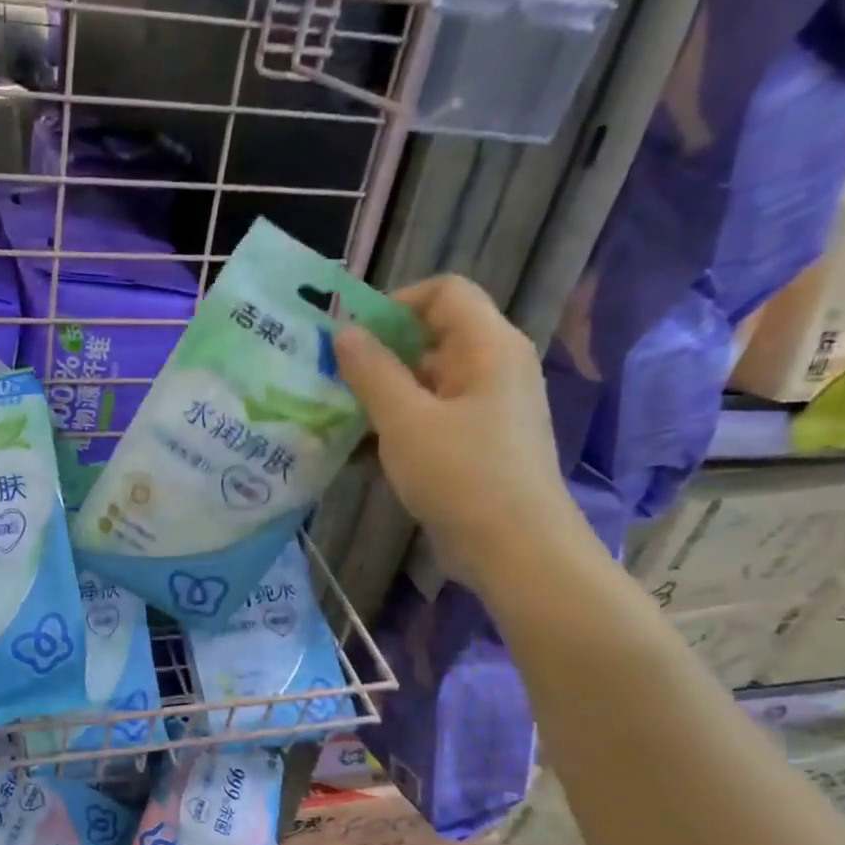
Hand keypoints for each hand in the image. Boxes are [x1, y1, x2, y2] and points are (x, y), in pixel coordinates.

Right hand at [334, 276, 585, 596]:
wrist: (516, 551)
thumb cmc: (462, 474)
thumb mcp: (405, 420)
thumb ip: (371, 371)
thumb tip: (344, 332)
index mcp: (488, 347)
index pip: (443, 293)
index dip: (394, 303)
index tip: (351, 336)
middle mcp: (493, 368)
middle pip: (430, 339)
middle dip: (377, 355)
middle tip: (329, 378)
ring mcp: (485, 410)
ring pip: (424, 385)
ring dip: (379, 397)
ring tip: (333, 418)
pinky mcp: (475, 446)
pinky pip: (429, 420)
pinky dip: (395, 428)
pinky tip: (356, 453)